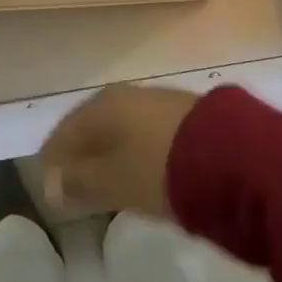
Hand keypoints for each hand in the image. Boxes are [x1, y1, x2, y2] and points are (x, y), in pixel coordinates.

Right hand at [39, 85, 201, 218]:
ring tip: (107, 182)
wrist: (233, 157)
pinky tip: (140, 169)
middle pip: (93, 127)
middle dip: (81, 155)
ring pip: (121, 129)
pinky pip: (145, 133)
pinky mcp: (185, 115)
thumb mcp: (114, 182)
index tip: (48, 186)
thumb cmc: (160, 168)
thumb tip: (49, 185)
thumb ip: (80, 183)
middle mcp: (126, 95)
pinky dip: (134, 151)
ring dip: (109, 153)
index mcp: (102, 106)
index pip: (65, 131)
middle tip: (74, 186)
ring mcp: (158, 101)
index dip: (53, 159)